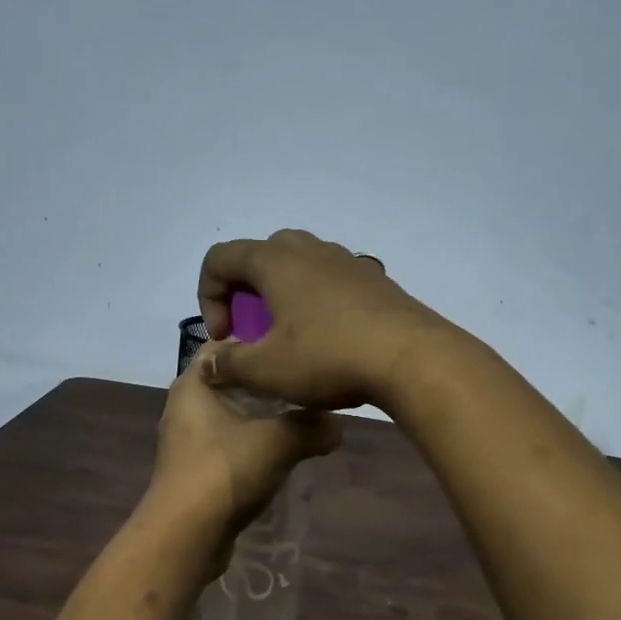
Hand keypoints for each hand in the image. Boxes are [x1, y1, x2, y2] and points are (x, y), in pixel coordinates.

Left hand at [149, 341, 341, 541]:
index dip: (258, 341)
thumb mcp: (278, 441)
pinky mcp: (196, 470)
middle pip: (232, 382)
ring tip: (302, 417)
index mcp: (193, 384)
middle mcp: (185, 406)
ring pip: (232, 416)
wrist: (187, 535)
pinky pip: (230, 445)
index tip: (294, 346)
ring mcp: (188, 441)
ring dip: (263, 418)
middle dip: (268, 384)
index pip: (224, 345)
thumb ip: (311, 426)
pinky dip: (253, 445)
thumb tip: (338, 427)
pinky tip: (282, 453)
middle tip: (307, 383)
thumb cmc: (225, 470)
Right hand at [198, 229, 448, 410]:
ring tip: (290, 335)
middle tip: (254, 330)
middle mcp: (309, 249)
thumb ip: (229, 364)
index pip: (220, 258)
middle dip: (245, 291)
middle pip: (260, 255)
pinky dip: (316, 300)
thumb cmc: (329, 357)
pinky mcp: (375, 280)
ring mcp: (347, 261)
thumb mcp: (268, 370)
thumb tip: (208, 364)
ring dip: (282, 294)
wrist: (412, 358)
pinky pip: (331, 279)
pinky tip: (329, 337)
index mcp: (275, 261)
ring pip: (300, 264)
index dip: (208, 296)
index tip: (225, 336)